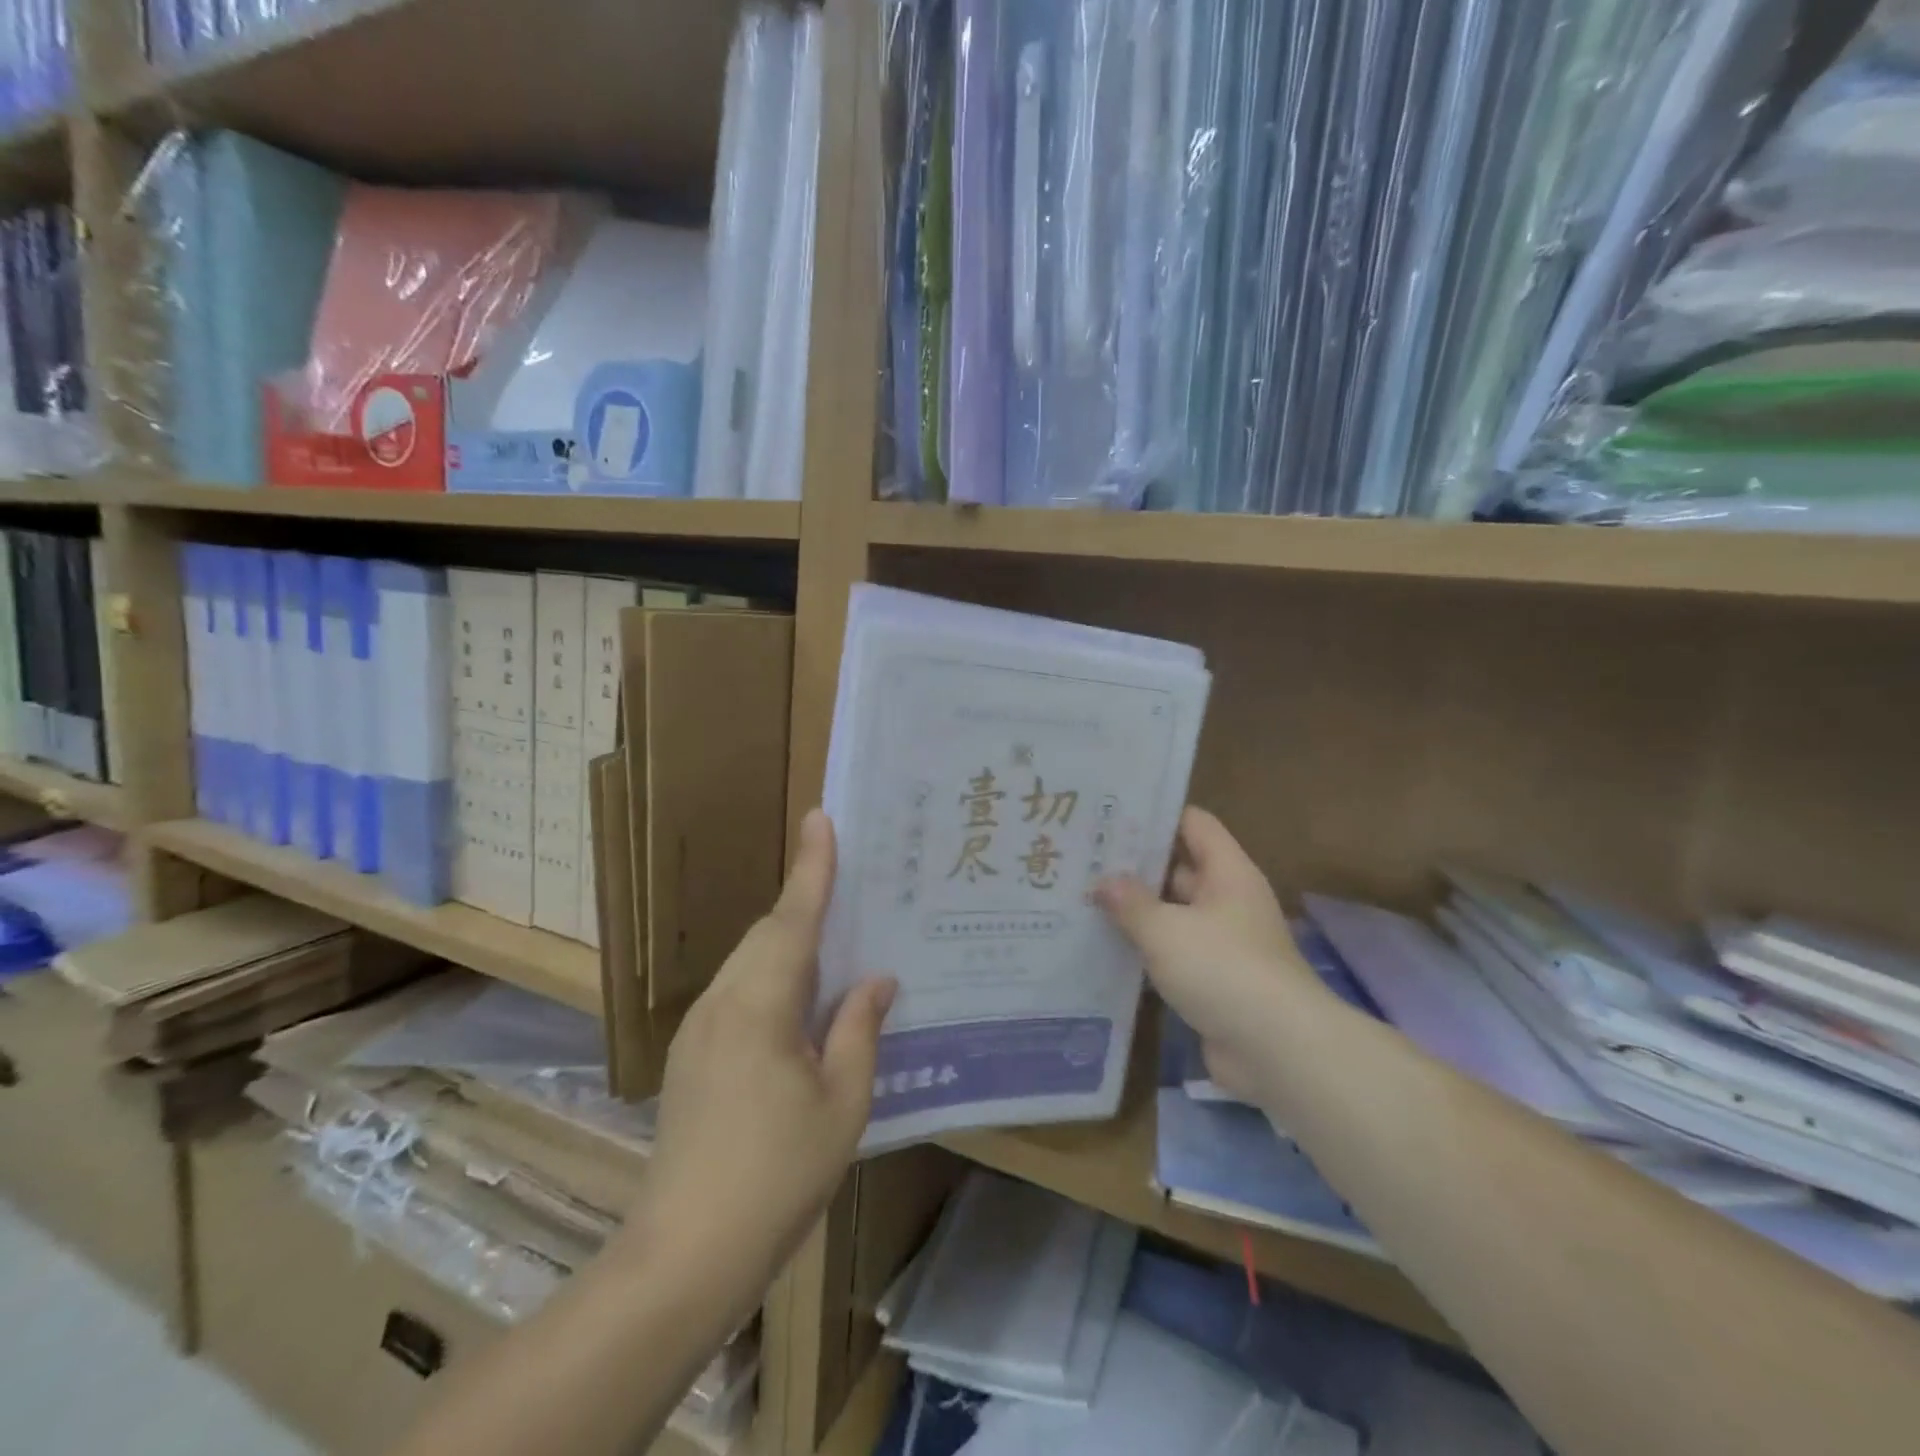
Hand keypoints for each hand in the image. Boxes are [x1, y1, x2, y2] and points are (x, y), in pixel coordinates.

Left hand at [642, 810, 896, 1291]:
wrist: (686, 1251)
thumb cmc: (777, 1175)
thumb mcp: (842, 1103)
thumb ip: (859, 1030)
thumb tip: (875, 980)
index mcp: (760, 1005)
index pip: (793, 919)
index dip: (812, 868)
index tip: (821, 818)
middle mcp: (722, 1002)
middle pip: (768, 933)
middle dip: (805, 901)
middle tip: (847, 879)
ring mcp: (699, 1028)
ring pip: (750, 961)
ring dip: (789, 940)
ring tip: (833, 936)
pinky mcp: (692, 1054)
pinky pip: (738, 990)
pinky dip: (772, 975)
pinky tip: (799, 999)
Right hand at [1095, 808, 1321, 1102]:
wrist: (1276, 1049)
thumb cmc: (1222, 969)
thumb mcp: (1166, 929)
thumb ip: (1130, 902)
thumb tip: (1103, 882)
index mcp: (1227, 873)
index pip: (1193, 823)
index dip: (1155, 815)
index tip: (1110, 815)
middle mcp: (1227, 900)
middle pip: (1178, 868)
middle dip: (1134, 865)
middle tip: (1083, 858)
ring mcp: (1221, 942)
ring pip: (1171, 914)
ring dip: (1135, 911)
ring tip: (1082, 899)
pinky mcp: (1212, 980)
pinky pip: (1172, 953)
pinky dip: (1144, 949)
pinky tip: (1103, 946)